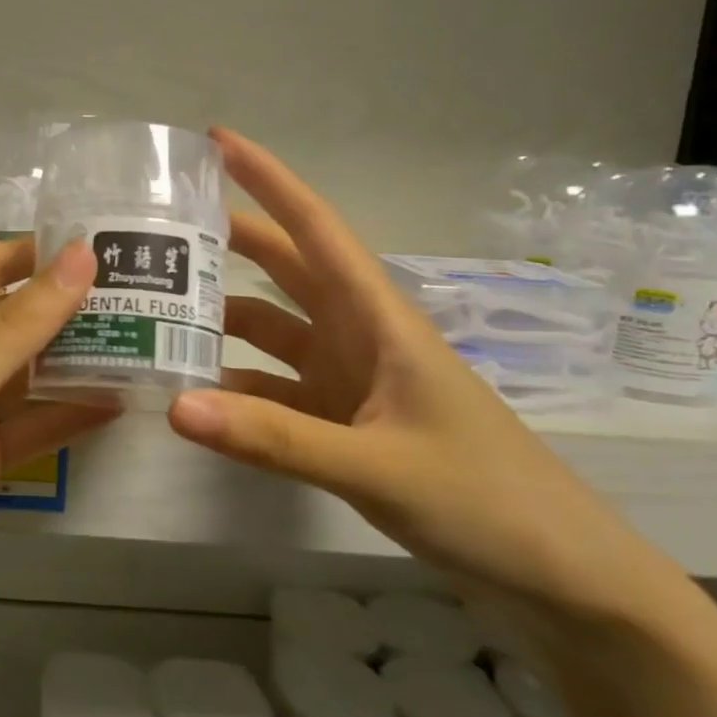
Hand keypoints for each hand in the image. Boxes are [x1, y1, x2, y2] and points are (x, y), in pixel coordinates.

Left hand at [0, 238, 115, 650]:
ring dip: (78, 360)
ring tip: (149, 341)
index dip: (44, 250)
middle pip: (17, 319)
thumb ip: (19, 325)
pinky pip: (28, 428)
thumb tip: (81, 255)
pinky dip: (67, 416)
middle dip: (73, 306)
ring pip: (28, 374)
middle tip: (150, 293)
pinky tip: (117, 404)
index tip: (113, 238)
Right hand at [168, 129, 670, 626]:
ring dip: (223, 319)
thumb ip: (273, 438)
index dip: (268, 179)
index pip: (316, 228)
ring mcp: (349, 379)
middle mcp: (358, 336)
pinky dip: (237, 387)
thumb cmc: (486, 498)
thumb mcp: (377, 466)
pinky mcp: (342, 421)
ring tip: (158, 314)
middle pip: (285, 269)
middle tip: (161, 229)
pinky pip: (275, 389)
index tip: (215, 141)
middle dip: (229, 241)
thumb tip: (175, 407)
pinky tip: (196, 395)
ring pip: (273, 329)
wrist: (559, 575)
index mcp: (378, 318)